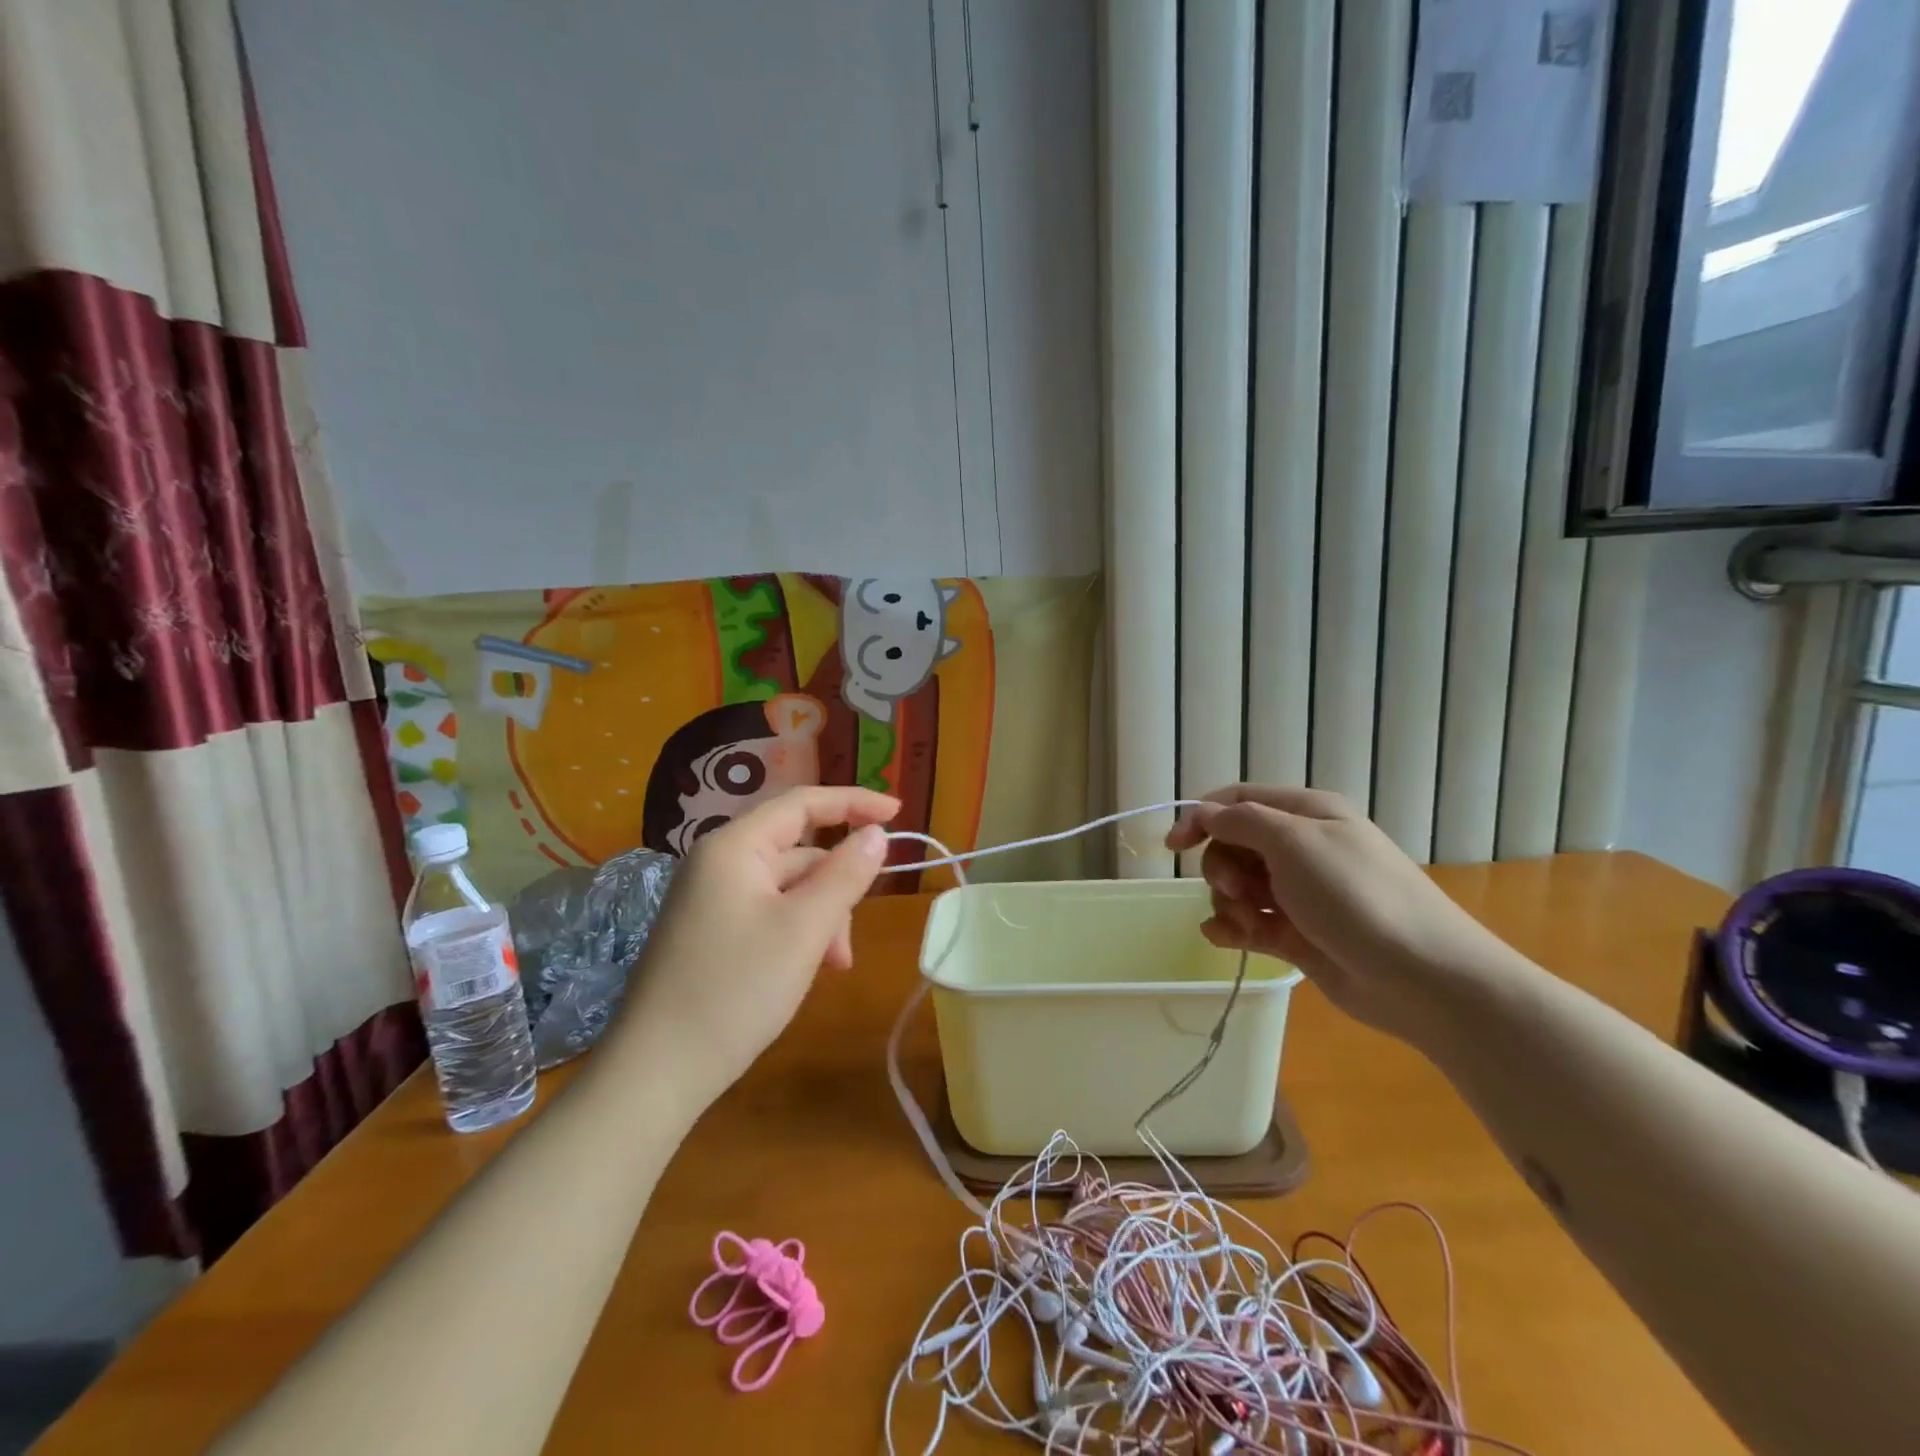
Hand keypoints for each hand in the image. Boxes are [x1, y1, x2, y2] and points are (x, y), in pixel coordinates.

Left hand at [622, 786, 898, 1109]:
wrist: (655, 1072)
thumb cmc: (736, 991)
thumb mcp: (805, 929)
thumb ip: (846, 874)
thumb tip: (876, 833)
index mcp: (735, 847)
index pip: (804, 803)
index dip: (855, 802)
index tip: (899, 813)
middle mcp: (718, 862)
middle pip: (798, 851)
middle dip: (836, 888)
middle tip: (849, 941)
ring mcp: (710, 898)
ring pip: (787, 887)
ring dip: (820, 917)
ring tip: (831, 966)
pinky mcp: (709, 931)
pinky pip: (768, 912)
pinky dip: (796, 932)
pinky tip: (805, 970)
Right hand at [1166, 785, 1512, 1044]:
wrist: (1423, 978)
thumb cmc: (1357, 896)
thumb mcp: (1295, 843)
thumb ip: (1241, 822)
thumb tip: (1204, 813)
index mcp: (1306, 814)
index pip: (1239, 801)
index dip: (1201, 817)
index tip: (1173, 846)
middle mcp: (1302, 849)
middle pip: (1233, 845)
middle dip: (1221, 867)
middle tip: (1238, 891)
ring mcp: (1300, 894)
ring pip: (1238, 886)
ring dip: (1228, 902)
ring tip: (1245, 924)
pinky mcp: (1298, 935)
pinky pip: (1249, 923)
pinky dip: (1232, 929)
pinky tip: (1227, 939)